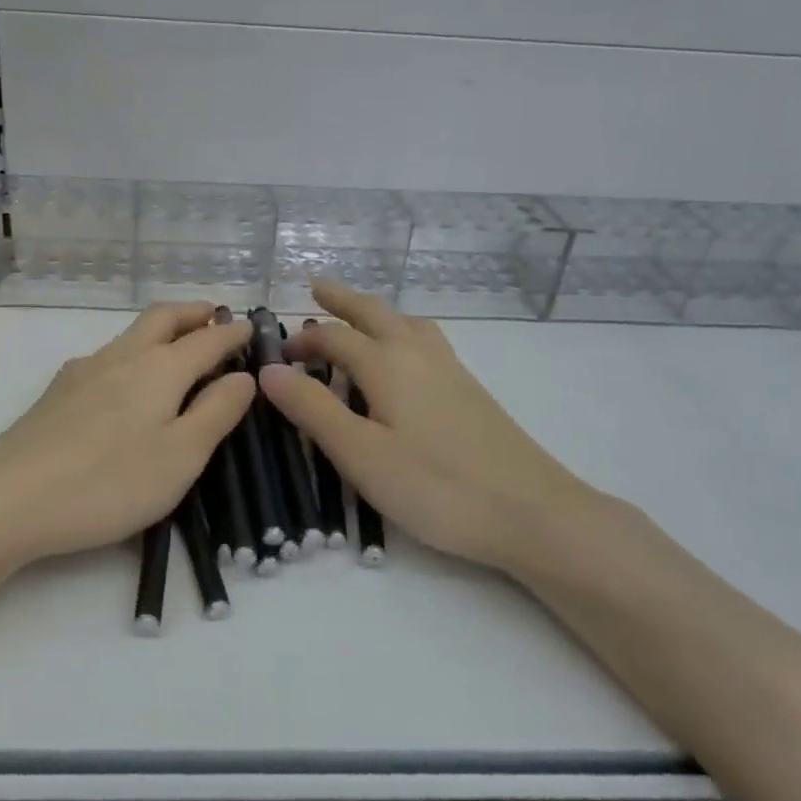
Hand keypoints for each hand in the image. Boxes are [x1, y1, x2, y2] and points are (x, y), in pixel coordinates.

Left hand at [0, 304, 254, 574]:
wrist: (9, 500)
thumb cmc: (110, 482)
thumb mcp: (181, 456)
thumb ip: (217, 412)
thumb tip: (243, 376)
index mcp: (160, 368)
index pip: (207, 338)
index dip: (233, 333)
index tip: (252, 328)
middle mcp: (121, 356)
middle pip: (162, 317)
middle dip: (193, 312)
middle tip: (216, 317)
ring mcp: (84, 371)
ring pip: (131, 335)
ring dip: (162, 330)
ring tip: (180, 348)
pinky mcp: (58, 392)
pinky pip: (108, 357)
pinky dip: (134, 354)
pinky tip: (128, 383)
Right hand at [258, 279, 609, 573]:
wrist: (531, 512)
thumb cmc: (435, 486)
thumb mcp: (360, 453)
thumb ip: (312, 409)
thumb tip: (268, 370)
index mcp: (387, 364)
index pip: (334, 338)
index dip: (302, 343)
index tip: (277, 358)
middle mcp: (418, 354)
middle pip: (375, 313)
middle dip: (342, 300)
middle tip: (317, 288)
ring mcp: (451, 370)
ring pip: (407, 324)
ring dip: (377, 313)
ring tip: (360, 318)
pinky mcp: (471, 391)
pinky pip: (426, 342)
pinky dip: (403, 333)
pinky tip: (406, 361)